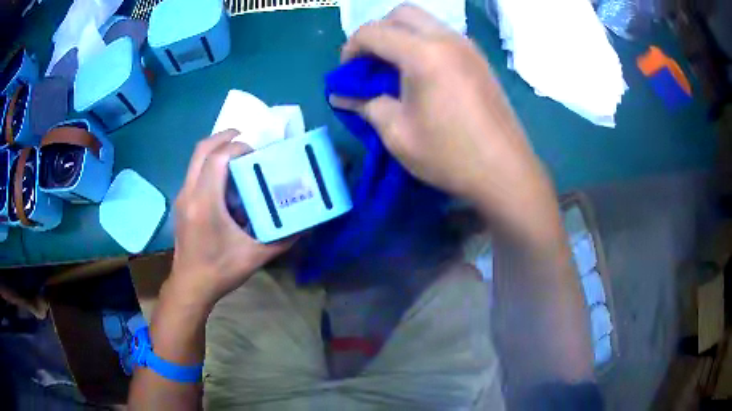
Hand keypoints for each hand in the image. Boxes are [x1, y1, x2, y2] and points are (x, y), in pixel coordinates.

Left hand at [169, 130, 294, 309]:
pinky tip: (226, 179)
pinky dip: (210, 163)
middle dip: (225, 137)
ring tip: (238, 153)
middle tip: (246, 137)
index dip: (239, 147)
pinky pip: (194, 171)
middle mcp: (189, 193)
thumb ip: (283, 239)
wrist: (190, 286)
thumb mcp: (255, 256)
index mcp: (205, 203)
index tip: (258, 153)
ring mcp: (182, 196)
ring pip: (195, 158)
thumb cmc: (220, 271)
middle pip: (202, 149)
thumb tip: (306, 225)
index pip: (218, 158)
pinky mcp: (181, 202)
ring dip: (216, 149)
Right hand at [332, 5, 558, 245]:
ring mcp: (468, 47)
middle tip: (370, 64)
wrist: (505, 172)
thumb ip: (365, 105)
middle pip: (401, 14)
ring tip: (394, 71)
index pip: (373, 31)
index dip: (350, 49)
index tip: (346, 75)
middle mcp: (447, 39)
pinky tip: (422, 76)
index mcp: (423, 53)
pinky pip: (443, 37)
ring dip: (401, 37)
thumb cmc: (449, 155)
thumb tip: (341, 96)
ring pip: (424, 22)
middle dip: (377, 33)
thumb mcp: (397, 133)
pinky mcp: (479, 60)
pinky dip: (423, 45)